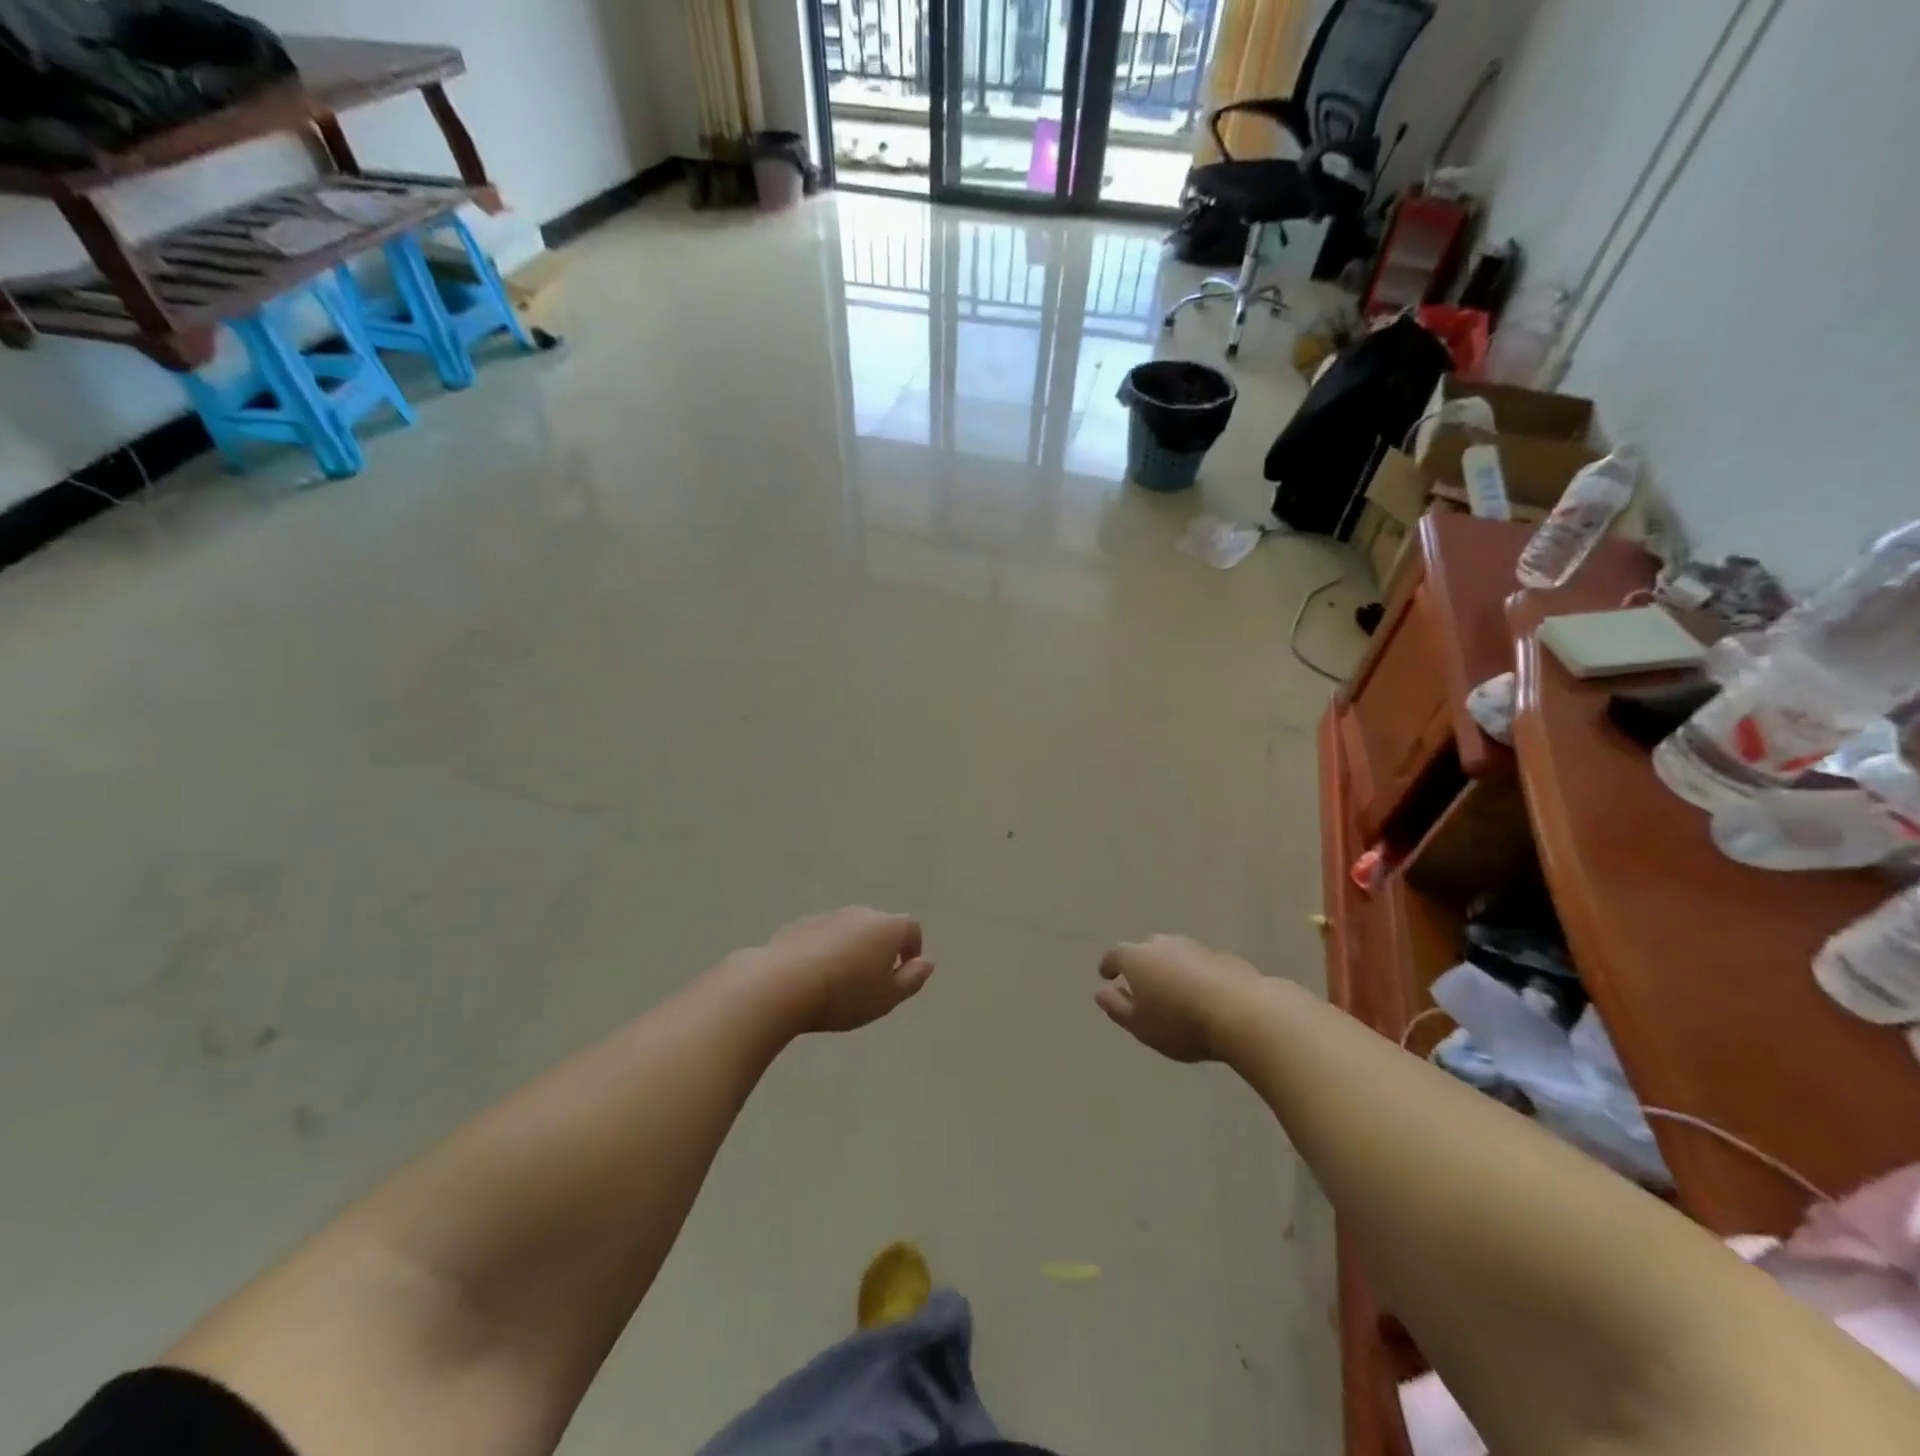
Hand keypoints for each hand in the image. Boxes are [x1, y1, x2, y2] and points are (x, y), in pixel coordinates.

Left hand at [755, 908, 934, 1034]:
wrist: (784, 984)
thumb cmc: (845, 994)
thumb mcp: (887, 997)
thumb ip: (912, 979)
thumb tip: (927, 962)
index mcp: (888, 927)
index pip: (911, 930)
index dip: (912, 950)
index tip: (903, 974)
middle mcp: (861, 913)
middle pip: (879, 927)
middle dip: (880, 949)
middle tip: (871, 982)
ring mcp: (828, 916)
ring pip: (849, 931)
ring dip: (851, 949)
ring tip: (840, 982)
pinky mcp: (800, 925)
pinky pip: (822, 937)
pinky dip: (825, 951)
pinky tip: (813, 977)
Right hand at [1096, 935, 1263, 1062]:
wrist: (1243, 1013)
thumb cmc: (1180, 1023)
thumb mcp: (1140, 1025)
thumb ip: (1116, 1007)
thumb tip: (1100, 992)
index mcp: (1137, 957)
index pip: (1116, 955)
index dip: (1109, 965)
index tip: (1106, 975)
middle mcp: (1164, 944)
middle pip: (1147, 950)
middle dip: (1142, 964)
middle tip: (1143, 985)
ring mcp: (1196, 947)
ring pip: (1176, 954)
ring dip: (1171, 968)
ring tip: (1174, 991)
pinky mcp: (1224, 957)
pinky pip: (1201, 964)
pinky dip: (1197, 975)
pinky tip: (1204, 995)